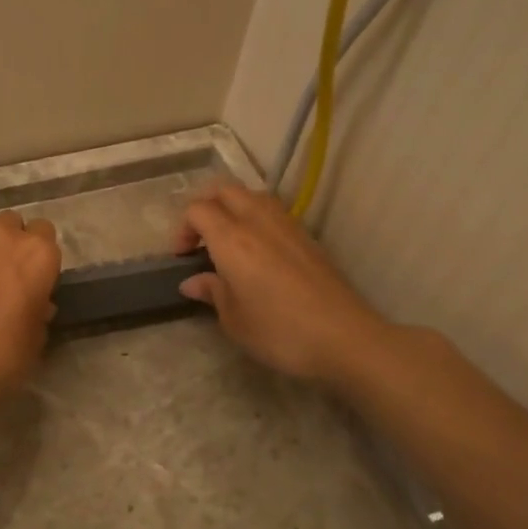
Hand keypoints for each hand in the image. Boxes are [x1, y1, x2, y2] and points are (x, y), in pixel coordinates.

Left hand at [0, 211, 61, 410]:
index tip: (36, 280)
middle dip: (14, 243)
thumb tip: (35, 303)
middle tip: (8, 276)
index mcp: (37, 253)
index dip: (41, 257)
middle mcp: (2, 236)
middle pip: (13, 224)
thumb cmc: (0, 355)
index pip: (46, 234)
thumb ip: (39, 311)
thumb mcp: (36, 339)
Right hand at [176, 182, 386, 385]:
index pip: (198, 210)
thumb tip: (193, 282)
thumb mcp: (234, 320)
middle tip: (200, 238)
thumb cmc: (280, 332)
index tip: (182, 257)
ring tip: (228, 239)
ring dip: (232, 208)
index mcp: (232, 240)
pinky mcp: (307, 237)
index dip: (182, 228)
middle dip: (205, 206)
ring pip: (252, 195)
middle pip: (224, 190)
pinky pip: (273, 211)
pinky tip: (257, 251)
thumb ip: (212, 292)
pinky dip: (255, 218)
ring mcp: (287, 225)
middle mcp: (257, 222)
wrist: (345, 338)